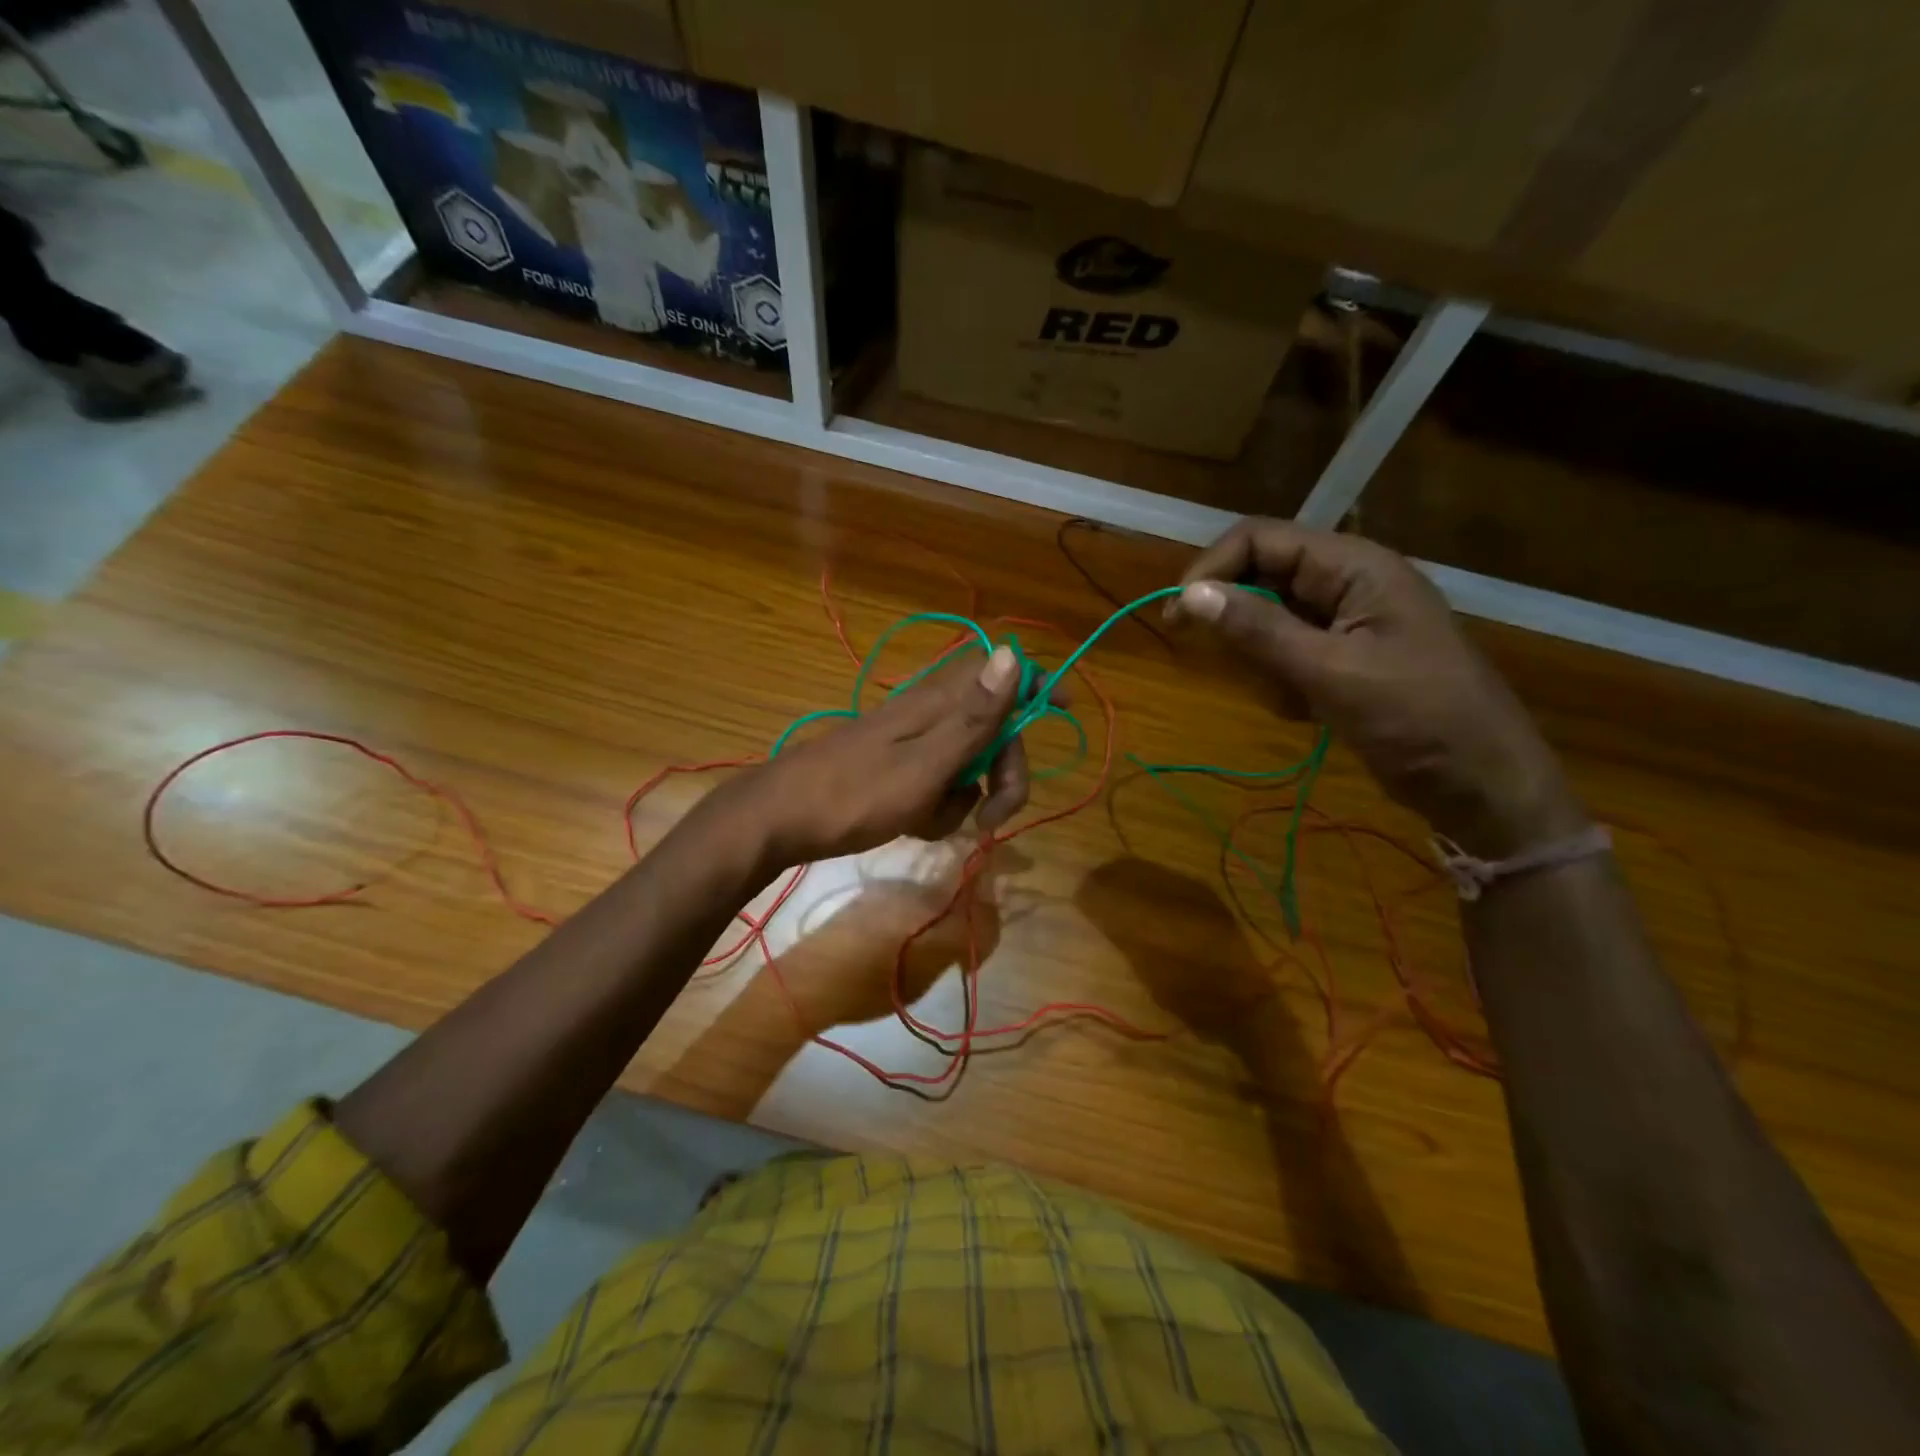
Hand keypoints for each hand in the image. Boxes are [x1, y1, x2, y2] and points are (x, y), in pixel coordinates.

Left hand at [729, 645, 1030, 869]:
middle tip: (994, 815)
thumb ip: (974, 716)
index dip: (1035, 683)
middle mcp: (928, 713)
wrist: (778, 821)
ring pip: (967, 764)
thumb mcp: (925, 764)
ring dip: (966, 798)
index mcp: (938, 702)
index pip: (1000, 670)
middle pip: (993, 729)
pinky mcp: (896, 770)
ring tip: (934, 822)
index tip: (1062, 710)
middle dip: (1005, 772)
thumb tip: (1014, 653)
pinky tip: (915, 825)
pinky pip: (938, 785)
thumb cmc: (854, 795)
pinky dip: (937, 808)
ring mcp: (911, 743)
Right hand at [1169, 519, 1584, 856]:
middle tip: (1241, 668)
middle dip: (1242, 626)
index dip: (1212, 570)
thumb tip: (1191, 594)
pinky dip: (1284, 682)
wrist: (1481, 783)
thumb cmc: (1416, 719)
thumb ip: (1258, 630)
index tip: (1178, 616)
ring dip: (1264, 662)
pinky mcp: (1345, 656)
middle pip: (1261, 579)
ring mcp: (1348, 621)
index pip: (1260, 540)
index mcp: (1354, 566)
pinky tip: (1307, 711)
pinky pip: (1288, 654)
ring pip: (1269, 622)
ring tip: (1295, 700)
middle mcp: (1348, 582)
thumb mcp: (1329, 672)